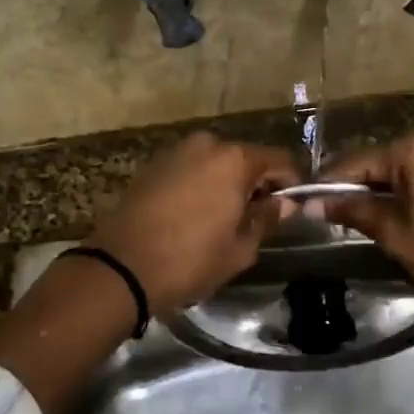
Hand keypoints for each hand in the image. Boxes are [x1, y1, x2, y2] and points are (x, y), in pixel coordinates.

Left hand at [87, 132, 300, 313]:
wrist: (120, 268)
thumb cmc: (189, 261)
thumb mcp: (239, 249)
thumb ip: (266, 220)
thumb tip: (285, 204)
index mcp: (234, 160)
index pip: (280, 160)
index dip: (292, 184)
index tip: (293, 208)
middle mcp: (207, 144)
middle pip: (246, 159)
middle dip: (256, 184)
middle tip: (257, 218)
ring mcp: (176, 152)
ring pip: (216, 163)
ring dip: (227, 184)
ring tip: (224, 220)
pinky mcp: (153, 165)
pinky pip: (191, 169)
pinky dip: (201, 185)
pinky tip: (196, 215)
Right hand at [318, 135, 413, 336]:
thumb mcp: (395, 234)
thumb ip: (353, 210)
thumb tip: (310, 202)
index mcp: (412, 151)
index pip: (353, 163)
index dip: (326, 186)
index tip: (302, 206)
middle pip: (376, 166)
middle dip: (352, 191)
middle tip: (325, 220)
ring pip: (397, 177)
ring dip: (376, 198)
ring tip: (354, 225)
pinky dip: (400, 201)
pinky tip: (391, 223)